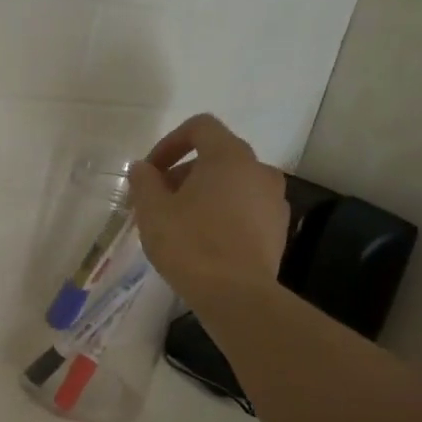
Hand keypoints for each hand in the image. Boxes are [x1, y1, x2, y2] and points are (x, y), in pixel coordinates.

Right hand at [128, 113, 291, 308]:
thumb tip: (142, 168)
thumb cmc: (190, 245)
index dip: (169, 143)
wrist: (237, 295)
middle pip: (217, 156)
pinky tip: (205, 243)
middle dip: (183, 174)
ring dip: (204, 195)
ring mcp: (274, 199)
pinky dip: (224, 214)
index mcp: (229, 156)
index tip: (150, 172)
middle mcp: (258, 169)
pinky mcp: (279, 229)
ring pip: (232, 184)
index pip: (200, 127)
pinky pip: (246, 209)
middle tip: (158, 202)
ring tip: (180, 224)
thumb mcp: (152, 211)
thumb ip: (144, 182)